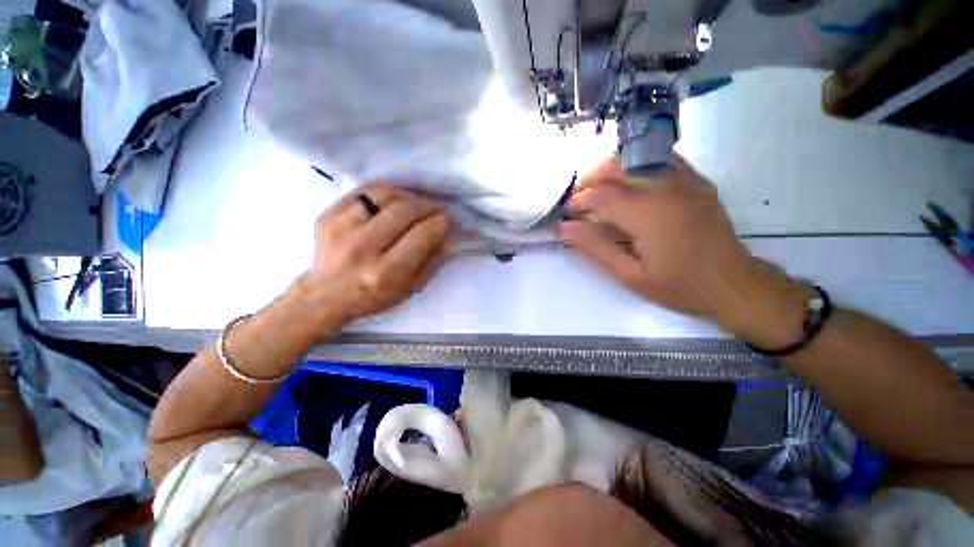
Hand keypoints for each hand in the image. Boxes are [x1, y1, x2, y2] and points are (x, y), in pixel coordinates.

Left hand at [292, 185, 449, 335]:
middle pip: (405, 211)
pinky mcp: (328, 215)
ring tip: (417, 204)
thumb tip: (448, 236)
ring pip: (385, 195)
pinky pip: (364, 192)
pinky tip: (394, 202)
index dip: (440, 224)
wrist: (325, 295)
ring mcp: (342, 228)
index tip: (446, 222)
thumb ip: (432, 261)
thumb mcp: (410, 289)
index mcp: (386, 271)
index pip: (422, 235)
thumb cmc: (373, 297)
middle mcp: (363, 247)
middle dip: (428, 206)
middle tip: (436, 210)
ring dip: (409, 196)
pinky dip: (385, 193)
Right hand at [562, 157, 811, 347]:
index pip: (601, 194)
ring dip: (608, 173)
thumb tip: (565, 229)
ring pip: (635, 159)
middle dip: (588, 181)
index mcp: (649, 215)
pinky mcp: (696, 181)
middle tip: (577, 203)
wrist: (734, 284)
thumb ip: (595, 248)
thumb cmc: (679, 287)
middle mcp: (667, 188)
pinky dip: (635, 169)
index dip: (577, 201)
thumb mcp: (630, 275)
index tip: (565, 214)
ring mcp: (686, 180)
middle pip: (615, 167)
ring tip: (597, 194)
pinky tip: (628, 188)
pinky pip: (658, 161)